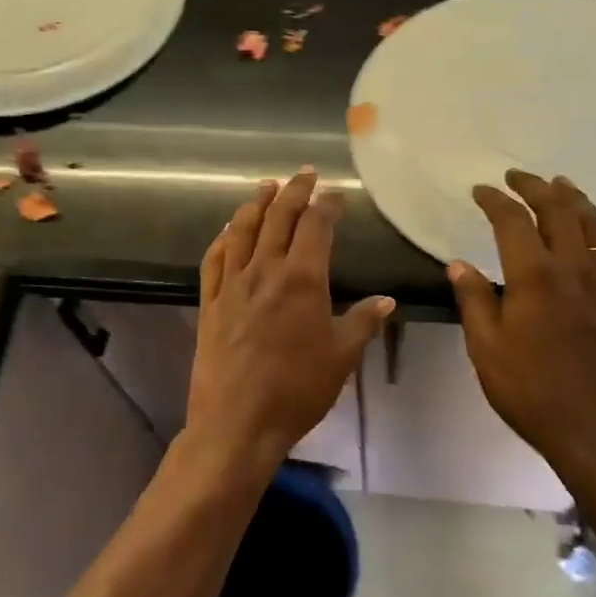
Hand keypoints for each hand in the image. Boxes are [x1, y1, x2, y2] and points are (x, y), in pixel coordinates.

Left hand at [189, 169, 393, 469]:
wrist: (237, 422)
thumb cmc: (297, 391)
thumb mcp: (341, 358)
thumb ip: (362, 323)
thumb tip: (386, 300)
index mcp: (302, 280)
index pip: (316, 227)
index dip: (327, 205)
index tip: (336, 194)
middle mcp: (265, 271)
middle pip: (278, 218)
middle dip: (293, 191)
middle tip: (304, 174)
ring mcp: (232, 285)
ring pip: (242, 231)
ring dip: (255, 204)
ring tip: (266, 187)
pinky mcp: (210, 303)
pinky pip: (214, 260)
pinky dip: (222, 238)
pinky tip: (227, 231)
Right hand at [447, 170, 595, 472]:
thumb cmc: (531, 391)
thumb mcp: (486, 349)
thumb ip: (474, 301)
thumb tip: (458, 264)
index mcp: (535, 277)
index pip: (513, 222)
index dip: (495, 201)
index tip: (480, 190)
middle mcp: (574, 268)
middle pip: (558, 211)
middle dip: (536, 187)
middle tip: (517, 176)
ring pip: (593, 224)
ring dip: (574, 198)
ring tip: (560, 184)